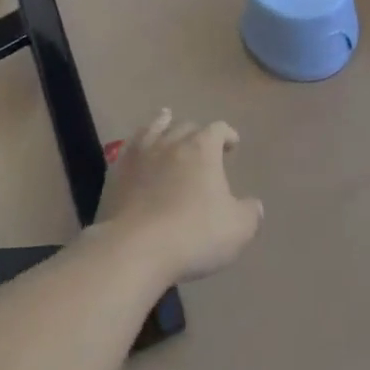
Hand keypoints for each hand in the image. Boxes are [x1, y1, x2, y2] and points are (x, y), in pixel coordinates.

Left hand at [97, 111, 262, 284]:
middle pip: (186, 126)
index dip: (227, 134)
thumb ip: (249, 213)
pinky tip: (136, 150)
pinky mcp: (115, 173)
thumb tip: (254, 205)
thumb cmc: (194, 234)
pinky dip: (137, 144)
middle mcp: (170, 143)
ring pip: (153, 129)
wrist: (134, 249)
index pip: (218, 129)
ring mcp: (139, 155)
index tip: (232, 144)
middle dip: (197, 133)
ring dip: (163, 124)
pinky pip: (128, 148)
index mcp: (202, 149)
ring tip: (165, 120)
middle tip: (202, 146)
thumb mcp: (238, 229)